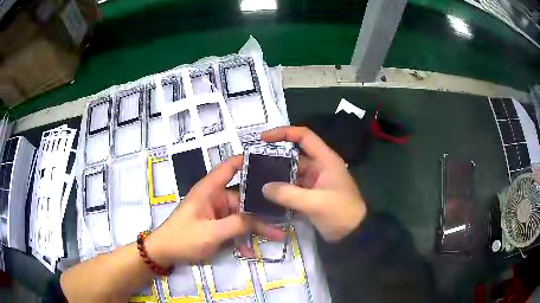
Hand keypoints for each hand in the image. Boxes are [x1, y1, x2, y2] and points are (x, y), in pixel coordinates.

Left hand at [146, 156, 284, 266]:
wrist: (164, 252)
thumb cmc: (183, 238)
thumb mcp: (212, 233)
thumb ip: (237, 224)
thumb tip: (259, 218)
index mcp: (209, 190)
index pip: (228, 167)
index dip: (246, 161)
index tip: (269, 161)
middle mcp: (214, 197)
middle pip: (242, 198)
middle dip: (261, 208)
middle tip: (283, 213)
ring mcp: (215, 212)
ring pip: (241, 215)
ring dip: (255, 227)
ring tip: (277, 235)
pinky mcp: (215, 225)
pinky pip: (233, 228)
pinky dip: (242, 238)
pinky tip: (250, 250)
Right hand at [261, 126, 366, 241]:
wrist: (353, 233)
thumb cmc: (340, 213)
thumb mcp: (315, 203)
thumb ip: (288, 194)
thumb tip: (264, 187)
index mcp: (325, 160)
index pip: (304, 136)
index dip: (283, 133)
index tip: (262, 138)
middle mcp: (320, 166)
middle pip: (295, 154)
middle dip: (275, 156)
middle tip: (253, 161)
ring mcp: (316, 181)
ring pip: (293, 171)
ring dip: (277, 174)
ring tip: (256, 176)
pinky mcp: (312, 194)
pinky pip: (294, 186)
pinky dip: (282, 188)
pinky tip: (267, 192)